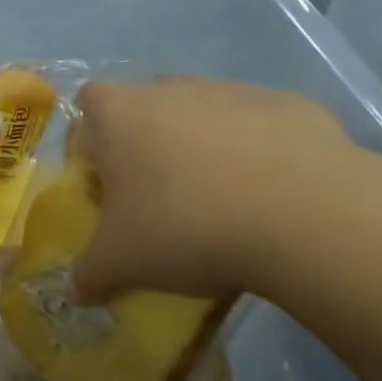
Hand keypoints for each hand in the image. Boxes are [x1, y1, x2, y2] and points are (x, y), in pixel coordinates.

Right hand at [71, 76, 356, 302]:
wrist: (305, 216)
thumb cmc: (185, 227)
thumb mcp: (121, 264)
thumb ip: (89, 274)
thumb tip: (76, 292)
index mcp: (119, 114)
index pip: (87, 106)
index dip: (93, 142)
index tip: (108, 183)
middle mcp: (171, 89)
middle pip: (146, 108)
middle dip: (147, 146)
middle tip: (159, 198)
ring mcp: (232, 91)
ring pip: (203, 115)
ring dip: (202, 148)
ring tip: (220, 203)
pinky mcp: (289, 104)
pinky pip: (257, 127)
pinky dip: (257, 153)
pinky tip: (271, 197)